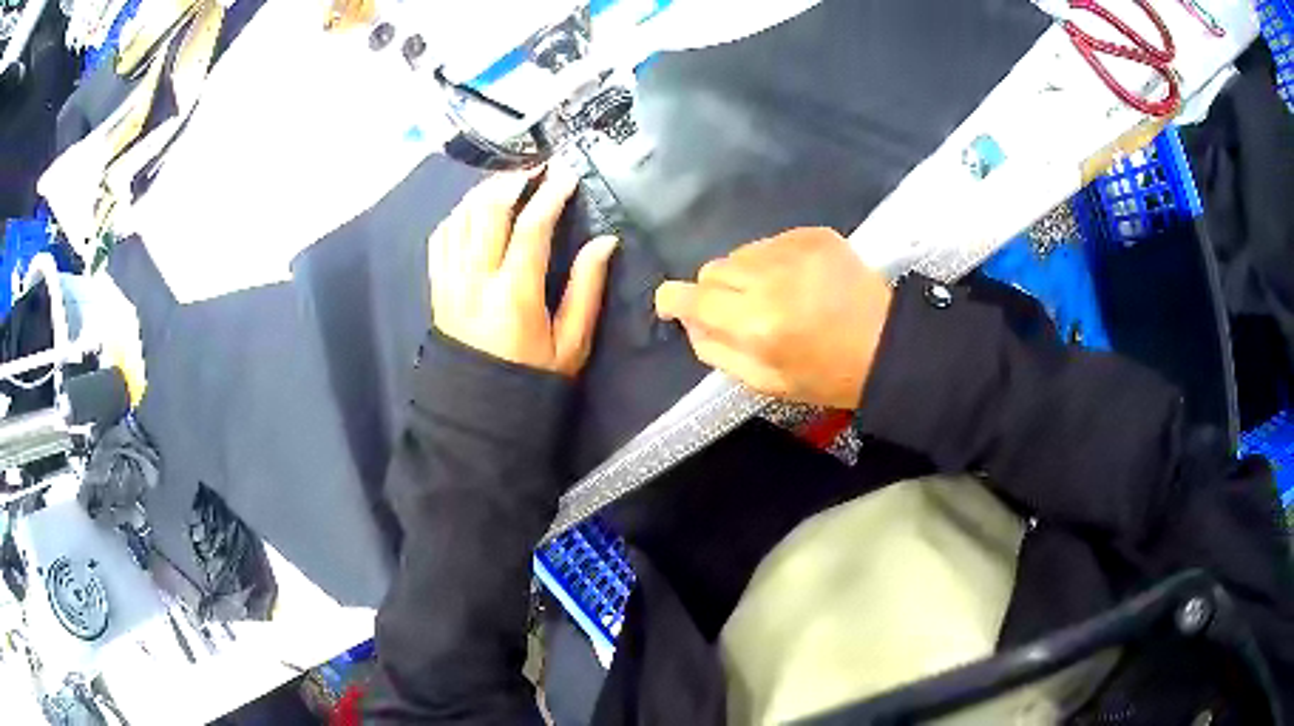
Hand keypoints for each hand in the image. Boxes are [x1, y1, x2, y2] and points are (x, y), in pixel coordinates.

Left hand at [429, 169, 616, 376]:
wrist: (479, 411)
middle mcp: (475, 280)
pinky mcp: (437, 286)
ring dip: (484, 191)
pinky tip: (475, 209)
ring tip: (509, 182)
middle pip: (487, 211)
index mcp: (514, 295)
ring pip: (460, 217)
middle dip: (513, 180)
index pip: (531, 228)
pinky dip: (458, 214)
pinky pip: (440, 236)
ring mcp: (450, 281)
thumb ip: (586, 288)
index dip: (551, 195)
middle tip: (535, 169)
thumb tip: (604, 241)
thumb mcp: (571, 343)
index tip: (567, 175)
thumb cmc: (531, 379)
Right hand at [654, 227, 892, 408]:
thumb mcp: (767, 383)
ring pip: (741, 253)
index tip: (673, 306)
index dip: (673, 300)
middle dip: (715, 291)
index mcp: (756, 324)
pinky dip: (773, 260)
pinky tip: (799, 281)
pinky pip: (770, 241)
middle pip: (712, 269)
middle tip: (741, 311)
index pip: (692, 297)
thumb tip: (689, 323)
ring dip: (746, 275)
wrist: (888, 344)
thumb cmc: (828, 375)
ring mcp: (794, 250)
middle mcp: (769, 279)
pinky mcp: (814, 234)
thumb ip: (717, 352)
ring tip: (777, 295)